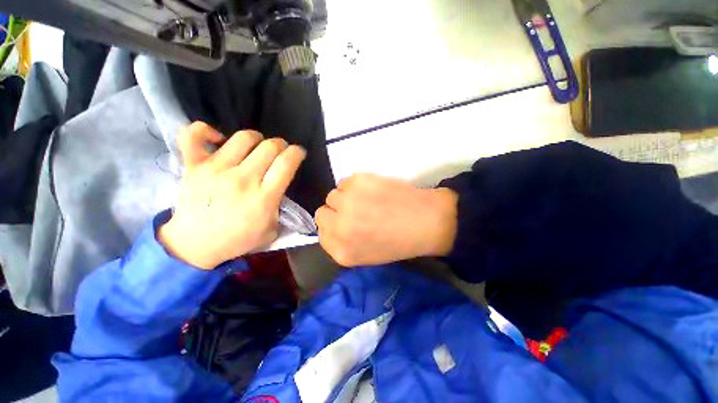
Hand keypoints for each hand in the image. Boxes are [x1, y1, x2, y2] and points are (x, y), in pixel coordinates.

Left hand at [159, 122, 305, 268]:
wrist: (195, 245)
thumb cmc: (238, 239)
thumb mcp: (272, 229)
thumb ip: (281, 205)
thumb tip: (281, 185)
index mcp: (264, 197)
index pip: (286, 163)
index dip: (297, 153)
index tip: (298, 153)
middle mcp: (242, 179)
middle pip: (270, 147)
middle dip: (281, 145)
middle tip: (280, 152)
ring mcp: (215, 170)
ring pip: (243, 137)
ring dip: (256, 138)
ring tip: (256, 147)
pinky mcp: (193, 166)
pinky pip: (193, 135)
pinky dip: (206, 130)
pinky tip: (218, 139)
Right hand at [315, 173, 457, 266]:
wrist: (426, 221)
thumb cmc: (398, 242)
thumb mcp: (365, 255)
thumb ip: (342, 243)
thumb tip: (331, 225)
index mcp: (342, 252)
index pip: (321, 233)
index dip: (333, 226)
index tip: (345, 223)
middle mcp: (339, 227)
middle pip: (322, 212)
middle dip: (336, 211)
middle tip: (355, 211)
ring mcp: (347, 202)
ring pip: (333, 195)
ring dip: (346, 197)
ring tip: (366, 200)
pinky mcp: (358, 181)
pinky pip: (345, 181)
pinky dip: (355, 185)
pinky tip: (373, 190)